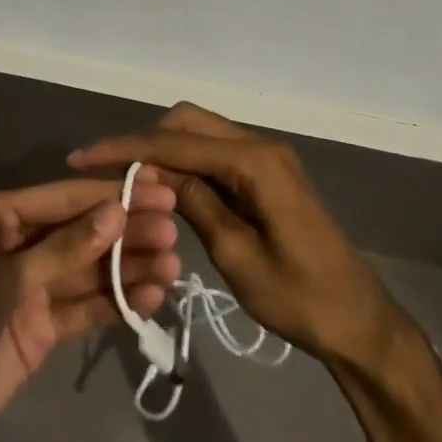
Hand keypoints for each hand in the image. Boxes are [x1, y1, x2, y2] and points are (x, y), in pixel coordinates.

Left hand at [0, 173, 179, 441]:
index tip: (158, 186)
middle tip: (175, 227)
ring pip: (88, 269)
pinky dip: (115, 303)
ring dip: (128, 266)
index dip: (111, 192)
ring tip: (174, 263)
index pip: (65, 197)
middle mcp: (17, 244)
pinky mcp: (40, 329)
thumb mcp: (3, 279)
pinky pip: (84, 307)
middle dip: (127, 228)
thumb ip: (64, 248)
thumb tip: (116, 211)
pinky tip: (152, 297)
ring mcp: (30, 288)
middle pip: (81, 230)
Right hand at [71, 105, 399, 368]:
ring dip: (164, 149)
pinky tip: (165, 187)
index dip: (126, 148)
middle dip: (144, 140)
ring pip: (201, 132)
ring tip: (128, 181)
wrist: (358, 319)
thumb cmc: (300, 298)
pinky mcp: (267, 172)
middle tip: (107, 174)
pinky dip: (186, 162)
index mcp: (254, 163)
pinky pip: (216, 151)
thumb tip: (151, 171)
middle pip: (188, 122)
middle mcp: (260, 145)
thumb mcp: (237, 257)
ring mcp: (266, 157)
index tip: (83, 158)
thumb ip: (194, 204)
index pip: (176, 142)